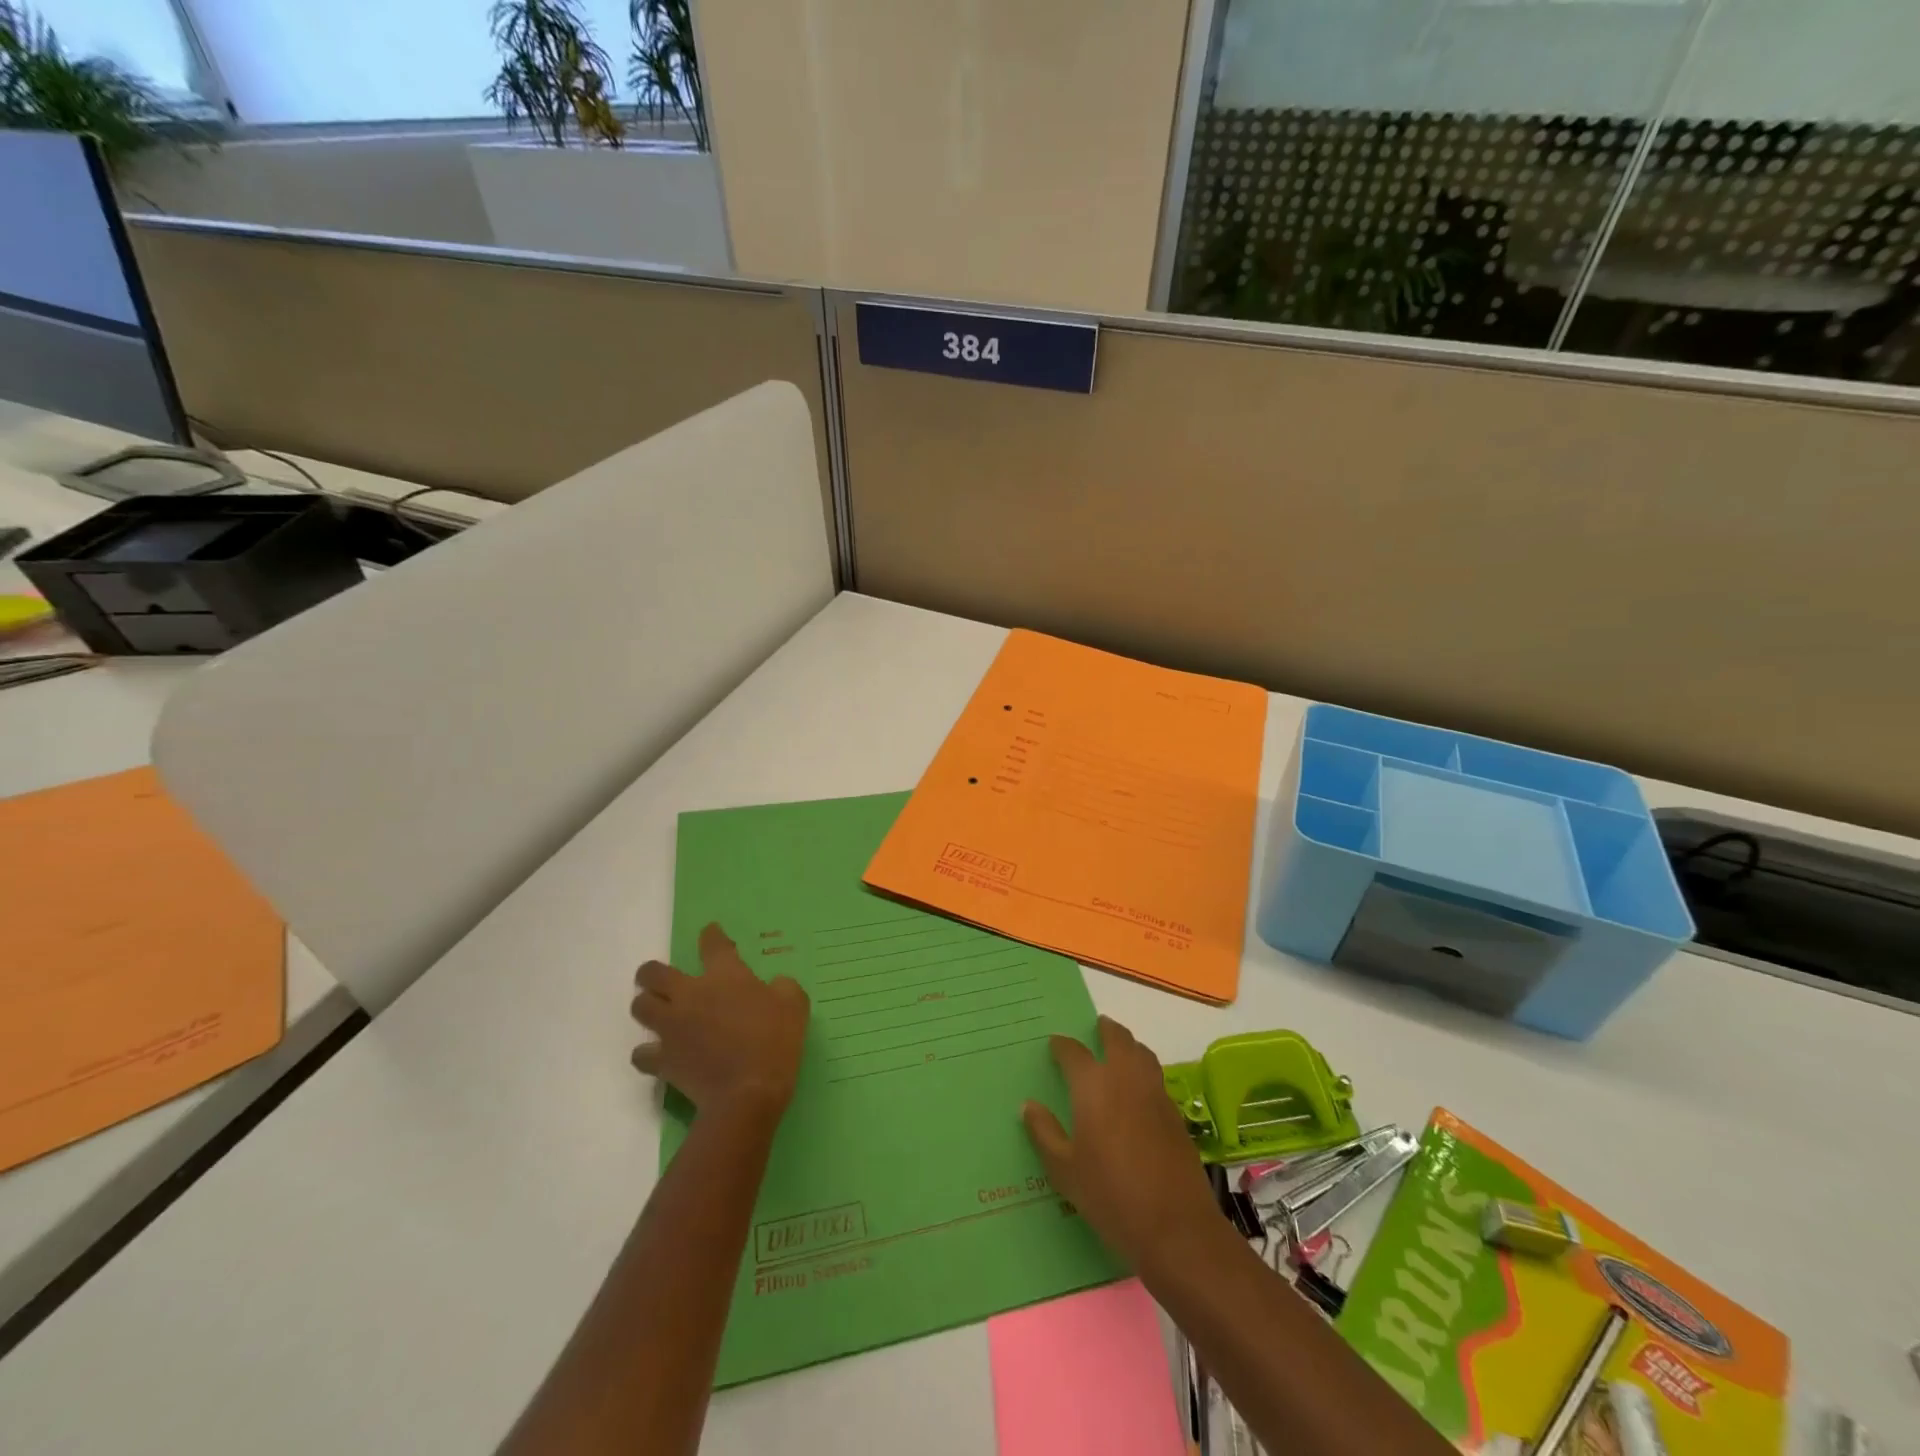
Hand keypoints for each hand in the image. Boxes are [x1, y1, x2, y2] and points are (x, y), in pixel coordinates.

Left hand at [631, 923, 810, 1120]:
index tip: (710, 932)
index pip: (713, 944)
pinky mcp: (663, 1060)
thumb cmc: (775, 1041)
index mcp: (725, 975)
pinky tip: (657, 1054)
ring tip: (657, 1012)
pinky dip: (647, 1053)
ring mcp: (672, 1027)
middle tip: (661, 978)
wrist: (748, 1092)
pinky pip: (642, 1053)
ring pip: (640, 1007)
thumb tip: (775, 985)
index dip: (711, 935)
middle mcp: (690, 994)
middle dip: (652, 972)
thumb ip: (783, 987)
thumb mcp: (795, 1005)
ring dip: (646, 1006)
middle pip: (654, 973)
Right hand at [1022, 1016, 1219, 1273]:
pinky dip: (1145, 1071)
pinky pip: (1156, 1078)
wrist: (1176, 1227)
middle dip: (1106, 1030)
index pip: (1074, 1052)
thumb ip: (1044, 1133)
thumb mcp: (1065, 1170)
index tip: (1054, 1044)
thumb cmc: (1110, 1196)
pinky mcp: (1175, 1114)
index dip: (1062, 1046)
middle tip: (1097, 1027)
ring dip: (1129, 1045)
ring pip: (1142, 1053)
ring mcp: (1155, 1094)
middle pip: (1117, 1039)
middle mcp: (1125, 1078)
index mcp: (1093, 1085)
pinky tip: (1138, 1090)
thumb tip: (1028, 1105)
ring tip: (1119, 1050)